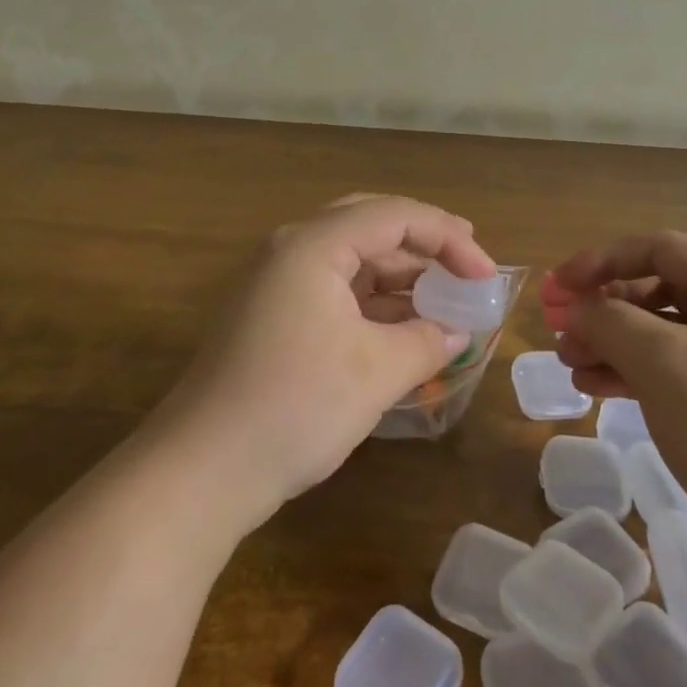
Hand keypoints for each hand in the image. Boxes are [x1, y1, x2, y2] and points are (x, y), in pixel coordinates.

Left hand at [151, 195, 494, 532]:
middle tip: (467, 262)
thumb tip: (458, 330)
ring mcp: (277, 283)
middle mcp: (292, 250)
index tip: (486, 274)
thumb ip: (427, 340)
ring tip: (443, 299)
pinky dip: (374, 302)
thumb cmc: (295, 406)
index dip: (448, 237)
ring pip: (352, 259)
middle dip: (424, 242)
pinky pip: (335, 290)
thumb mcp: (376, 372)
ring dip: (399, 276)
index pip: (394, 215)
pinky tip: (403, 327)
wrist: (201, 471)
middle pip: (371, 225)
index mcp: (313, 245)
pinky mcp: (273, 316)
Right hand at [547, 232, 686, 577]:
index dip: (601, 260)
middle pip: (661, 291)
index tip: (557, 286)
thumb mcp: (660, 361)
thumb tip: (575, 309)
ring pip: (666, 335)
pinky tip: (596, 388)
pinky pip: (679, 372)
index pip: (660, 249)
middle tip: (558, 329)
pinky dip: (637, 374)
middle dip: (604, 308)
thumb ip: (607, 320)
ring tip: (569, 364)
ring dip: (613, 343)